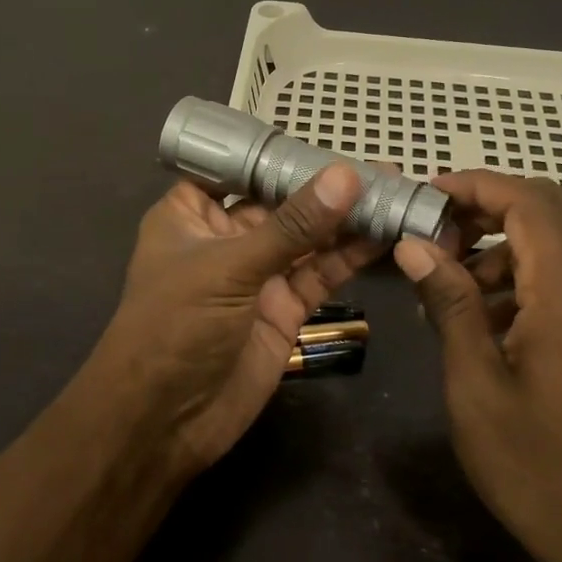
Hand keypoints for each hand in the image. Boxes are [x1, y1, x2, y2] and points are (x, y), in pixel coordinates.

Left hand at [85, 165, 379, 473]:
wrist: (165, 421)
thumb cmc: (176, 326)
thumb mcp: (230, 267)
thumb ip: (293, 226)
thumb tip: (346, 175)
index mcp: (191, 214)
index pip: (239, 170)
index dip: (280, 155)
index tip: (329, 140)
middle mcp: (226, 238)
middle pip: (282, 203)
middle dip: (327, 187)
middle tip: (382, 171)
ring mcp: (257, 275)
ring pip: (308, 239)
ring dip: (347, 220)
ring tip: (396, 195)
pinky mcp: (284, 309)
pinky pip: (320, 274)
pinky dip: (350, 257)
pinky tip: (385, 234)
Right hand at [393, 171, 561, 561]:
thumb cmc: (535, 467)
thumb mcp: (476, 385)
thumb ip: (450, 302)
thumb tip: (415, 244)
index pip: (529, 202)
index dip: (474, 186)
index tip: (424, 198)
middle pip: (550, 209)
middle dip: (487, 208)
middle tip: (433, 236)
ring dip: (507, 244)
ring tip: (455, 285)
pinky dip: (531, 272)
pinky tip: (493, 316)